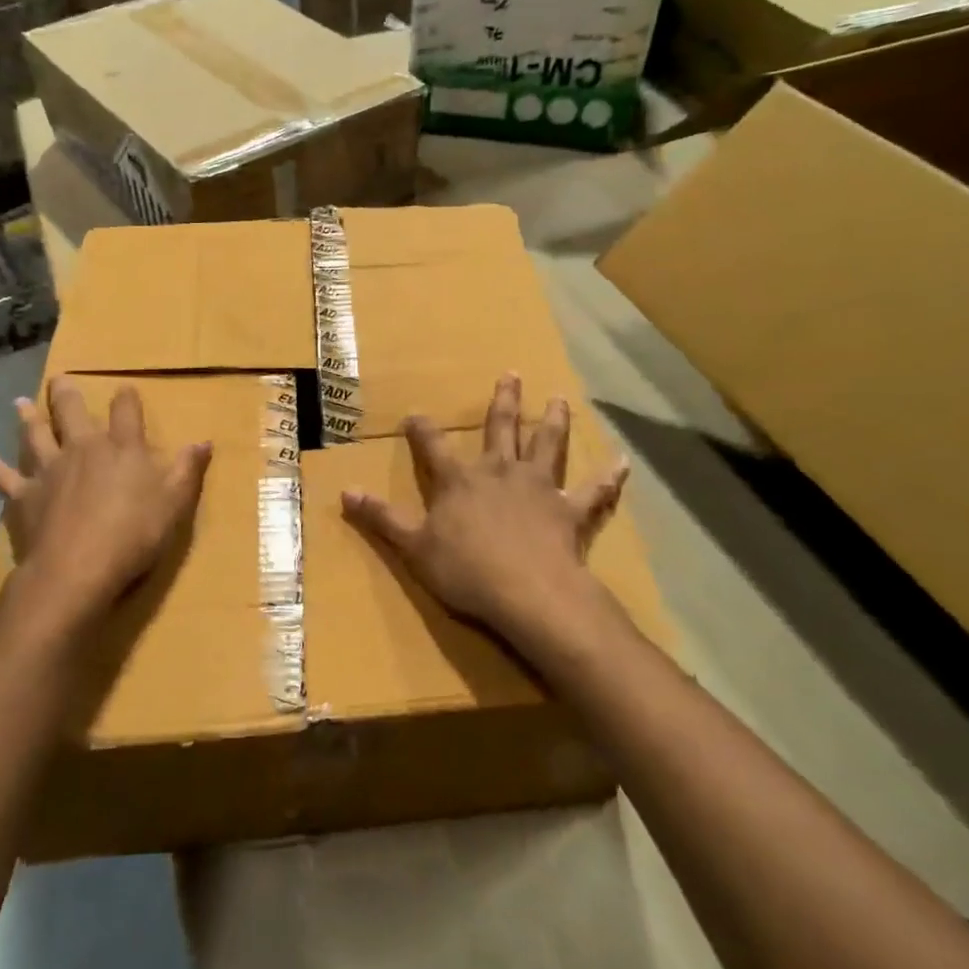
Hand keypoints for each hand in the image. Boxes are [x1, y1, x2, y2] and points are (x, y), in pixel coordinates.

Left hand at [0, 378, 211, 636]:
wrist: (76, 569)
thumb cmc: (134, 534)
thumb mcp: (174, 503)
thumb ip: (188, 470)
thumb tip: (205, 441)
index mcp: (121, 448)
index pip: (126, 412)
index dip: (126, 398)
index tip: (124, 388)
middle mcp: (82, 449)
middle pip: (71, 412)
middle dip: (66, 394)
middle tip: (59, 378)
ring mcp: (48, 470)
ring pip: (34, 435)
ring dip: (28, 418)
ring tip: (21, 402)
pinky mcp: (23, 497)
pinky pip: (5, 478)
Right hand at [341, 373, 628, 657]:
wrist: (528, 593)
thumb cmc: (466, 571)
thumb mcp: (413, 547)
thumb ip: (381, 518)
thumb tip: (345, 492)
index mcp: (460, 481)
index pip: (434, 446)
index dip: (422, 429)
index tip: (415, 413)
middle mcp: (500, 473)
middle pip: (500, 429)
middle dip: (502, 401)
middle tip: (510, 374)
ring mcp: (538, 489)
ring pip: (547, 445)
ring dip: (553, 421)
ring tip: (559, 398)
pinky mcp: (569, 512)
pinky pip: (594, 492)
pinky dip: (609, 478)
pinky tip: (623, 462)